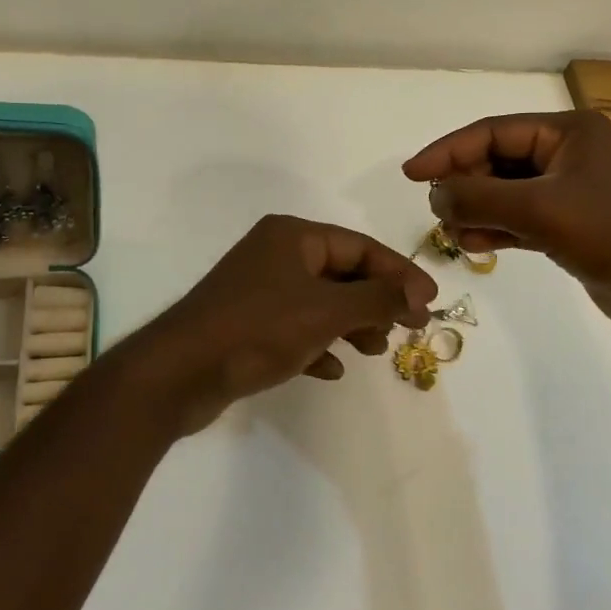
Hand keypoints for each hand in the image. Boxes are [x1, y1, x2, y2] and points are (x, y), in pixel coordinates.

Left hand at [129, 215, 437, 436]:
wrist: (179, 372)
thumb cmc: (258, 329)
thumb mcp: (327, 311)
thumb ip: (377, 298)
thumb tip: (418, 294)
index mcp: (293, 237)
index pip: (361, 247)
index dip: (400, 273)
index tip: (430, 303)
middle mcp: (275, 254)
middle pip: (342, 273)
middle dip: (377, 301)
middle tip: (407, 329)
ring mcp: (259, 290)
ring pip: (321, 302)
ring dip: (352, 324)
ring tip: (375, 351)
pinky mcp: (247, 324)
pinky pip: (296, 328)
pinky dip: (319, 344)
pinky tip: (332, 370)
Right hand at [402, 110, 610, 340]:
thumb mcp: (541, 209)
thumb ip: (480, 197)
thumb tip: (435, 195)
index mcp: (566, 132)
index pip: (491, 132)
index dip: (447, 151)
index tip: (410, 174)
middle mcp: (566, 155)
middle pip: (495, 162)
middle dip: (464, 186)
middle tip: (439, 213)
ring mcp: (568, 192)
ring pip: (504, 193)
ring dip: (477, 212)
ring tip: (457, 235)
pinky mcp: (569, 226)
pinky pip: (519, 220)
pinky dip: (496, 231)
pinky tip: (477, 247)